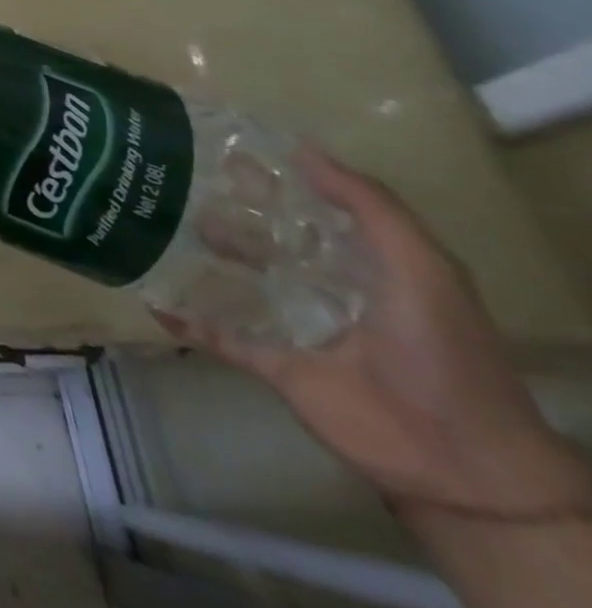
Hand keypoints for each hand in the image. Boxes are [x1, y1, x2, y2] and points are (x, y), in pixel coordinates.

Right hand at [165, 148, 591, 518]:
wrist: (456, 458)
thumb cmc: (442, 350)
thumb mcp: (421, 267)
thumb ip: (369, 207)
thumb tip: (300, 150)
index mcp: (363, 267)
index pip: (308, 214)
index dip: (270, 184)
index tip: (221, 153)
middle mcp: (324, 292)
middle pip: (262, 246)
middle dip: (222, 217)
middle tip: (170, 185)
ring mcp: (296, 330)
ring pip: (234, 285)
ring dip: (198, 261)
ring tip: (151, 229)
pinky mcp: (273, 365)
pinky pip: (219, 337)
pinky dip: (186, 321)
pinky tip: (152, 300)